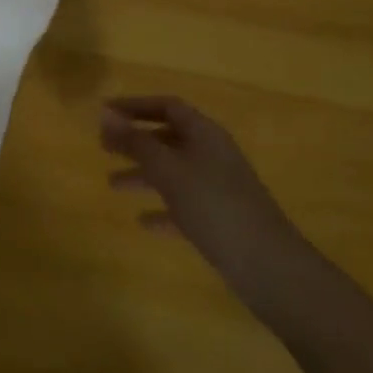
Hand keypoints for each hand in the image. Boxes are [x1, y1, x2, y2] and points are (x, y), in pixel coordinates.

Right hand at [102, 95, 311, 313]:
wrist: (269, 267)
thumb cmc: (214, 205)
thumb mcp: (168, 169)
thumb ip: (135, 141)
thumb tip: (105, 112)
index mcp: (204, 133)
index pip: (166, 106)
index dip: (134, 106)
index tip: (105, 113)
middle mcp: (212, 154)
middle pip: (168, 138)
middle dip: (136, 141)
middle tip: (104, 149)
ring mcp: (219, 187)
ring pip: (173, 172)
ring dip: (143, 175)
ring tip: (112, 185)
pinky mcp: (221, 219)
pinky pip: (184, 205)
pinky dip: (162, 209)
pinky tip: (143, 222)